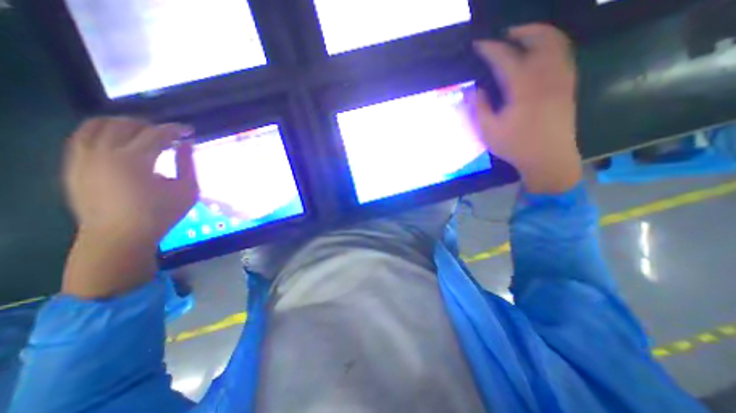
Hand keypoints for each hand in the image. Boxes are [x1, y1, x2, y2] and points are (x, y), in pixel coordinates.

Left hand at [61, 118, 197, 297]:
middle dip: (152, 125)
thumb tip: (186, 144)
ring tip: (143, 133)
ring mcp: (83, 158)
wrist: (119, 236)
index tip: (189, 131)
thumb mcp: (187, 190)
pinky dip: (102, 132)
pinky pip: (82, 137)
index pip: (157, 133)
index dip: (176, 129)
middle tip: (169, 135)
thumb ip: (187, 164)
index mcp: (136, 160)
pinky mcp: (72, 165)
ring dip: (124, 124)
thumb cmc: (161, 214)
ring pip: (98, 125)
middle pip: (127, 124)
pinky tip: (118, 141)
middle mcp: (105, 153)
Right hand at [471, 22, 580, 192]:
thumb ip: (480, 108)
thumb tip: (476, 89)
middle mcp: (546, 76)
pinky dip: (552, 46)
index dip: (490, 48)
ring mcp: (561, 78)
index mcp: (522, 88)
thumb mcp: (489, 131)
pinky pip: (564, 54)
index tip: (478, 45)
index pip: (505, 58)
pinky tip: (539, 55)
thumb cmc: (515, 146)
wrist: (549, 158)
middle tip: (505, 34)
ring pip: (557, 42)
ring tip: (523, 38)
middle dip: (522, 30)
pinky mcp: (568, 85)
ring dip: (540, 34)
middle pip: (541, 38)